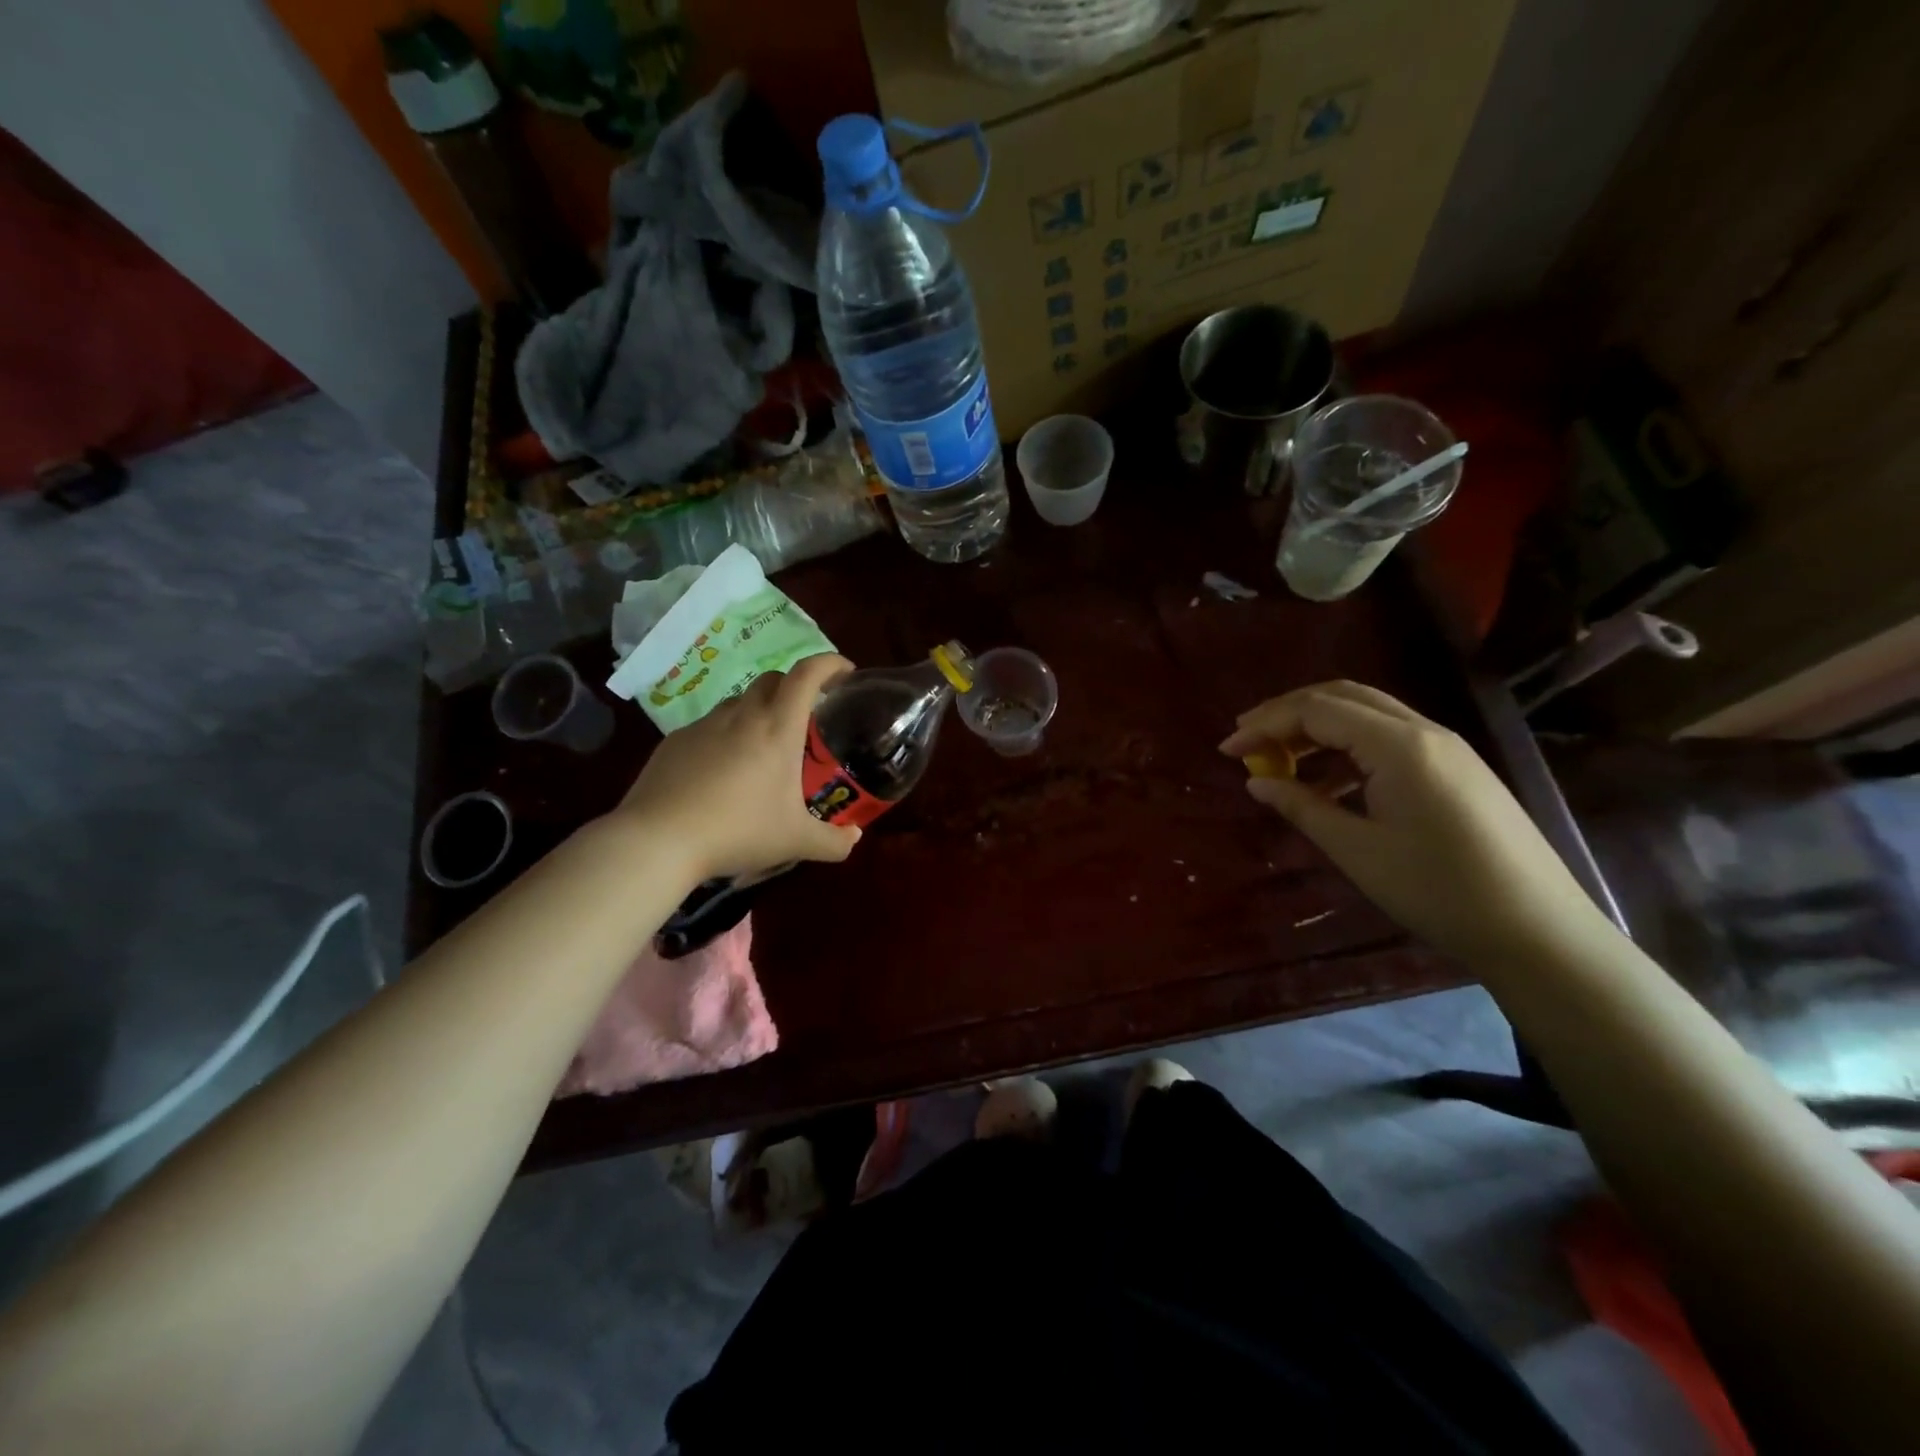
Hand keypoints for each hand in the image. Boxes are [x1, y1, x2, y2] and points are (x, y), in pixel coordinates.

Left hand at [617, 653, 861, 881]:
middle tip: (805, 715)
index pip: (806, 675)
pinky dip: (725, 736)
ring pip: (739, 701)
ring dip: (758, 711)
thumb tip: (854, 837)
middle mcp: (742, 716)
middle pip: (772, 679)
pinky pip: (709, 726)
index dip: (829, 664)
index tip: (844, 671)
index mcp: (777, 729)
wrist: (659, 840)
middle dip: (794, 687)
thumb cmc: (738, 832)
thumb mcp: (796, 843)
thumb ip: (833, 842)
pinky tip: (721, 771)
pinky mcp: (675, 741)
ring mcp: (704, 725)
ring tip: (762, 747)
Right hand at [1220, 681, 1610, 965]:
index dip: (1265, 725)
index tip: (1226, 750)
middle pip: (1342, 697)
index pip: (1316, 711)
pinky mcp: (1456, 768)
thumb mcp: (1357, 851)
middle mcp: (1424, 731)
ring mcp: (1446, 747)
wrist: (1539, 931)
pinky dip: (1347, 744)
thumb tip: (1256, 781)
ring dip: (1317, 725)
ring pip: (1367, 712)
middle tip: (1247, 739)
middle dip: (1287, 712)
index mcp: (1399, 745)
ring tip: (1277, 756)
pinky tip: (1327, 778)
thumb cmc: (1438, 891)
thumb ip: (1302, 807)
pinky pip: (1388, 736)